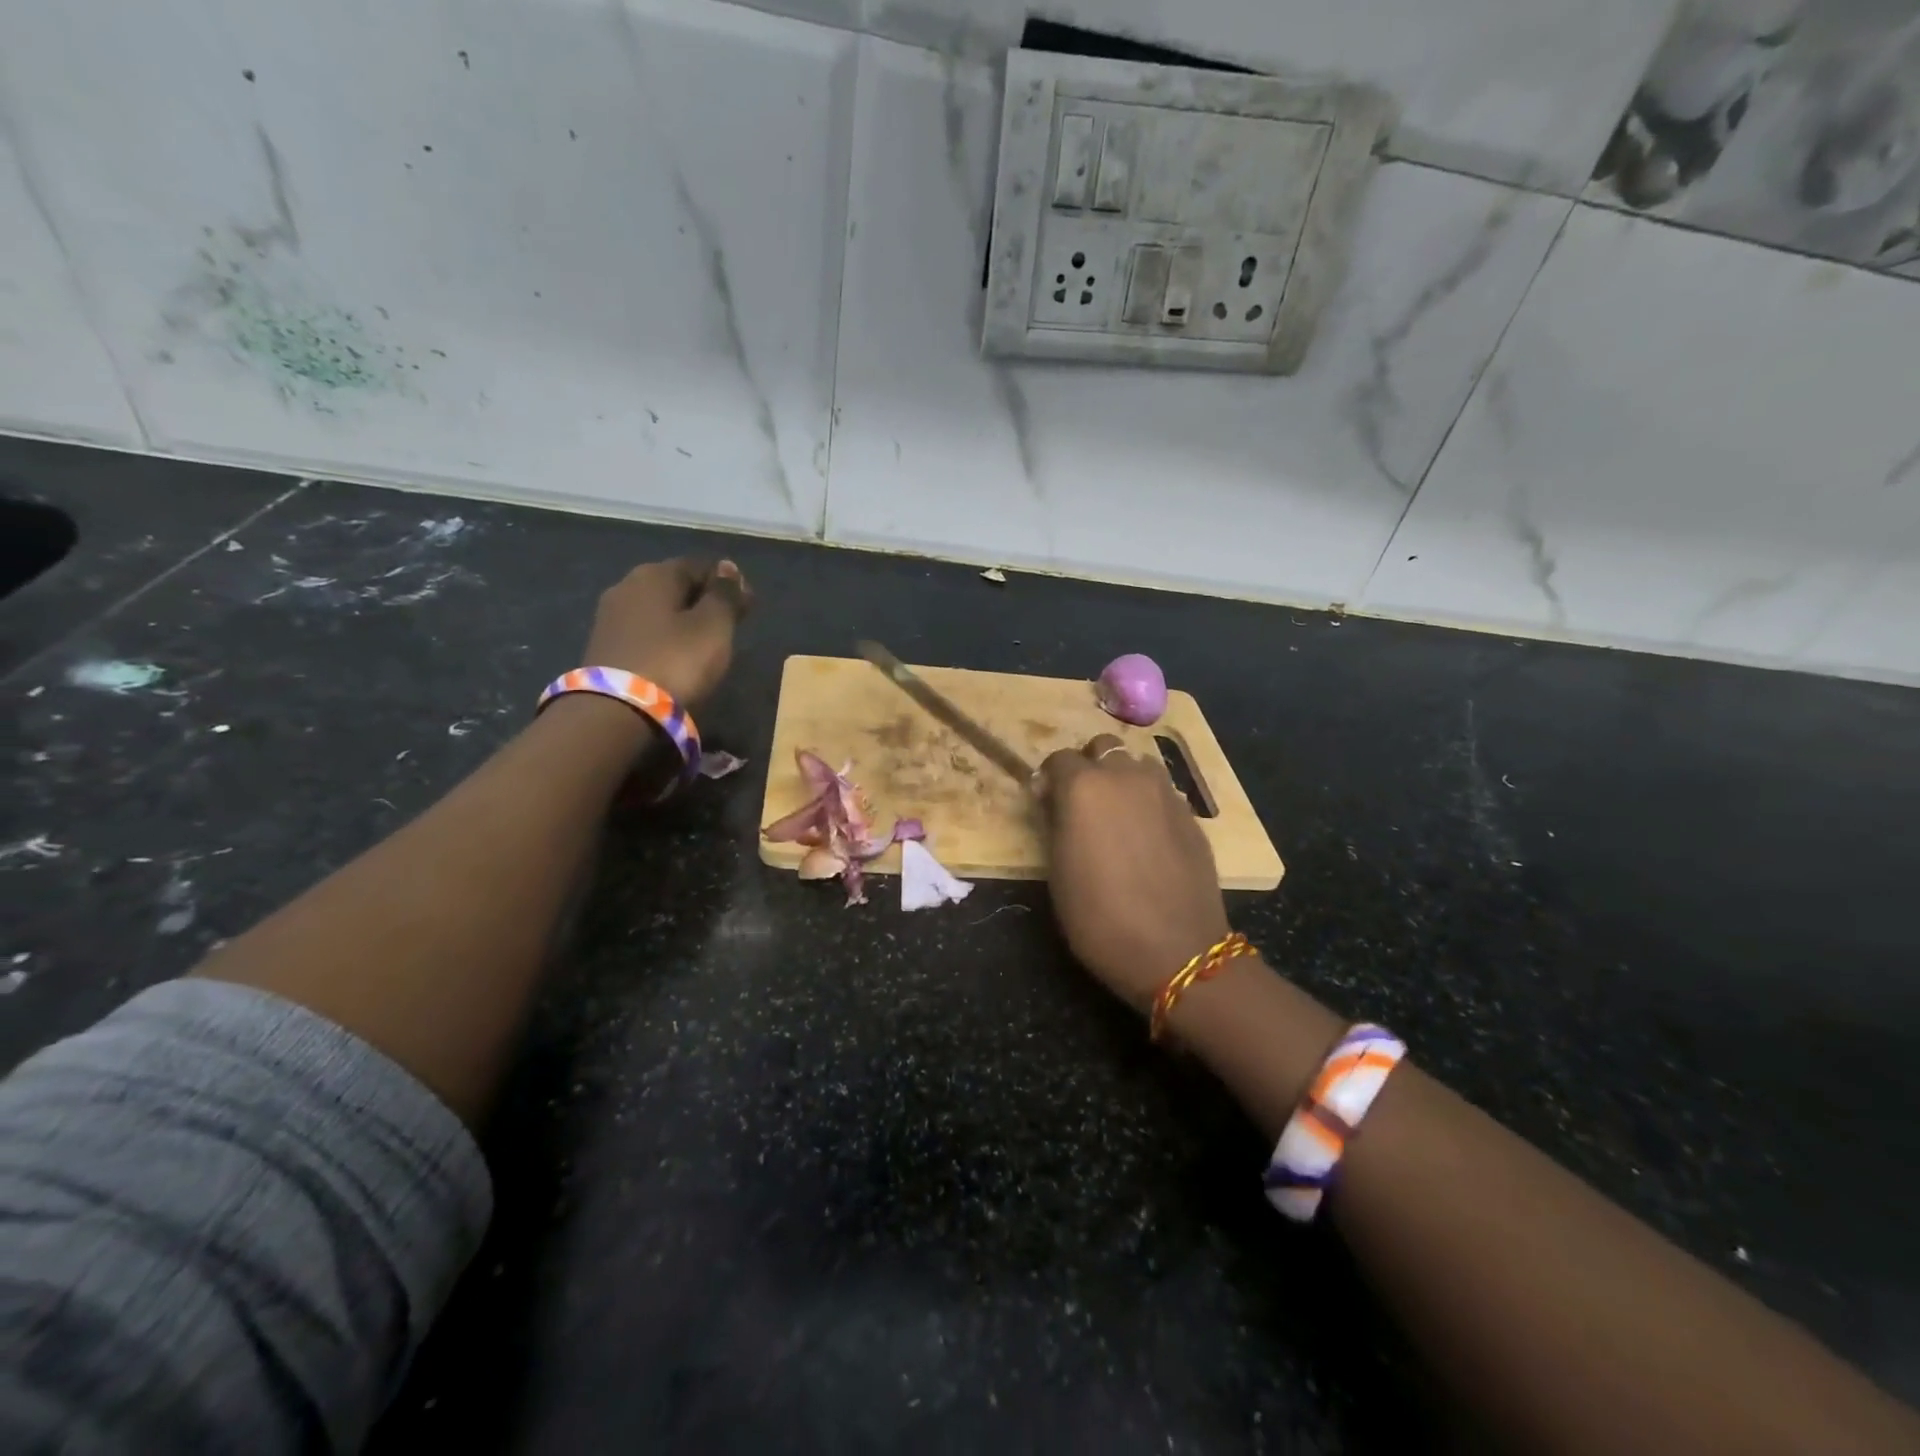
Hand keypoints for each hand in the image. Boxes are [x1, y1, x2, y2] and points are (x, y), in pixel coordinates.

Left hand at [582, 558, 750, 706]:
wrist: (617, 711)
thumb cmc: (676, 660)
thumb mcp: (714, 626)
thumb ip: (724, 595)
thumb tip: (728, 568)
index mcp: (655, 574)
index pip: (700, 567)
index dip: (727, 583)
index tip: (747, 606)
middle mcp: (627, 587)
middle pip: (675, 587)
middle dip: (702, 602)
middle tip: (727, 627)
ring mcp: (610, 618)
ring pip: (657, 611)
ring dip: (681, 622)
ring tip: (703, 646)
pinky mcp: (603, 648)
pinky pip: (644, 634)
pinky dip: (663, 640)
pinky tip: (675, 658)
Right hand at [1039, 734, 1231, 1012]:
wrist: (1176, 950)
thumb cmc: (1100, 917)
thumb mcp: (1058, 871)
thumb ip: (1056, 823)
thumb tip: (1056, 801)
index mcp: (1085, 787)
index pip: (1059, 759)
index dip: (1049, 779)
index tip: (1046, 803)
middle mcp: (1126, 777)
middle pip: (1104, 748)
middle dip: (1090, 766)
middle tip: (1084, 802)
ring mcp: (1164, 792)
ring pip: (1138, 765)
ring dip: (1123, 779)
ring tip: (1118, 815)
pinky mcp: (1191, 814)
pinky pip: (1162, 792)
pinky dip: (1148, 802)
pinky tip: (1147, 836)